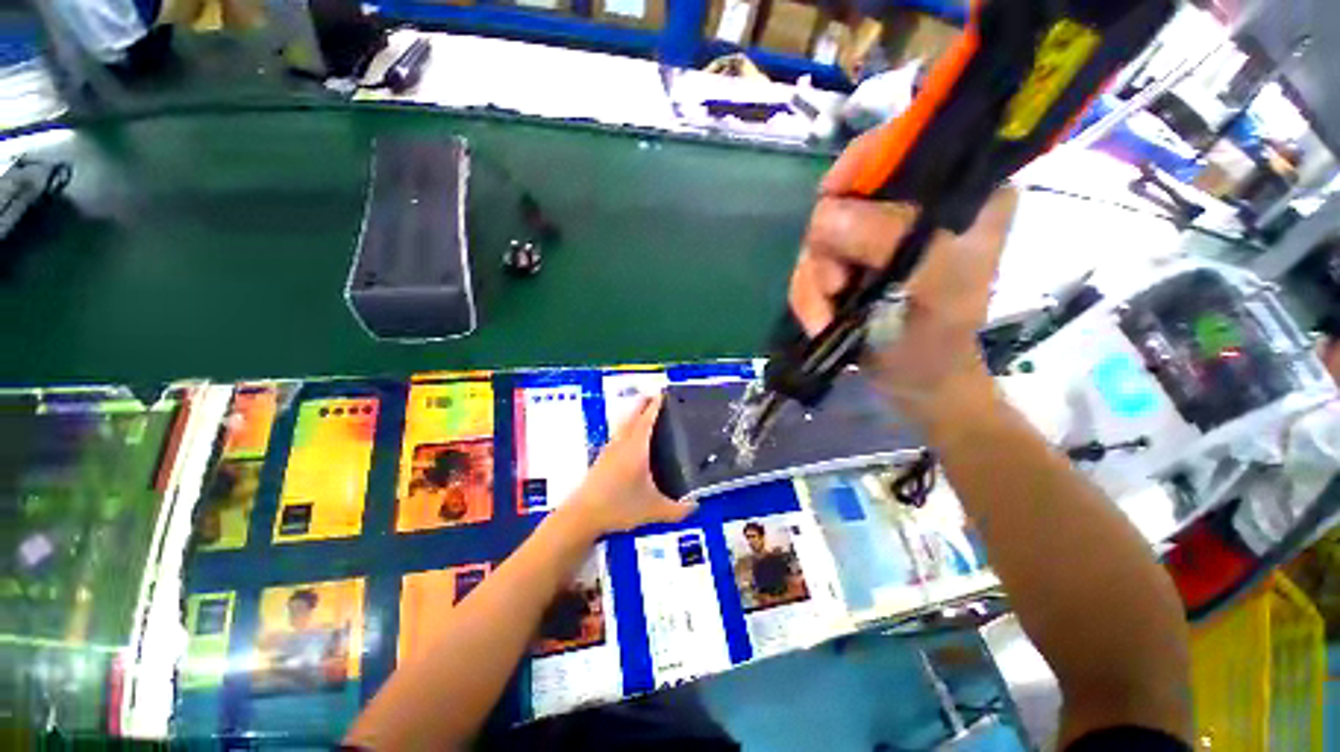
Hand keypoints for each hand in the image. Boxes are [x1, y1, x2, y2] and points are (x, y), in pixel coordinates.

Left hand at [563, 394, 696, 536]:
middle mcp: (622, 443)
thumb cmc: (619, 506)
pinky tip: (630, 438)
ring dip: (633, 414)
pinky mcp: (602, 458)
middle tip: (655, 396)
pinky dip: (627, 427)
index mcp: (636, 448)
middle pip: (633, 416)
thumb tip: (696, 506)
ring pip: (624, 424)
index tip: (663, 393)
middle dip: (643, 403)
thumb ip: (677, 510)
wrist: (582, 515)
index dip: (656, 405)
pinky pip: (618, 434)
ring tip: (644, 412)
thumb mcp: (653, 510)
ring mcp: (609, 450)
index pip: (647, 420)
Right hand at [789, 129, 1017, 414]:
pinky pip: (810, 266)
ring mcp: (876, 237)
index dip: (858, 168)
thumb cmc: (938, 341)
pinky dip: (807, 295)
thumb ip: (891, 241)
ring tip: (824, 316)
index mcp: (959, 192)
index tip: (830, 203)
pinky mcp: (850, 264)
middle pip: (845, 198)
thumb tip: (824, 213)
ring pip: (819, 238)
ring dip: (812, 281)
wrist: (915, 382)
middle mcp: (914, 206)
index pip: (902, 145)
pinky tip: (818, 319)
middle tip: (835, 288)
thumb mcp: (933, 288)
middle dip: (828, 249)